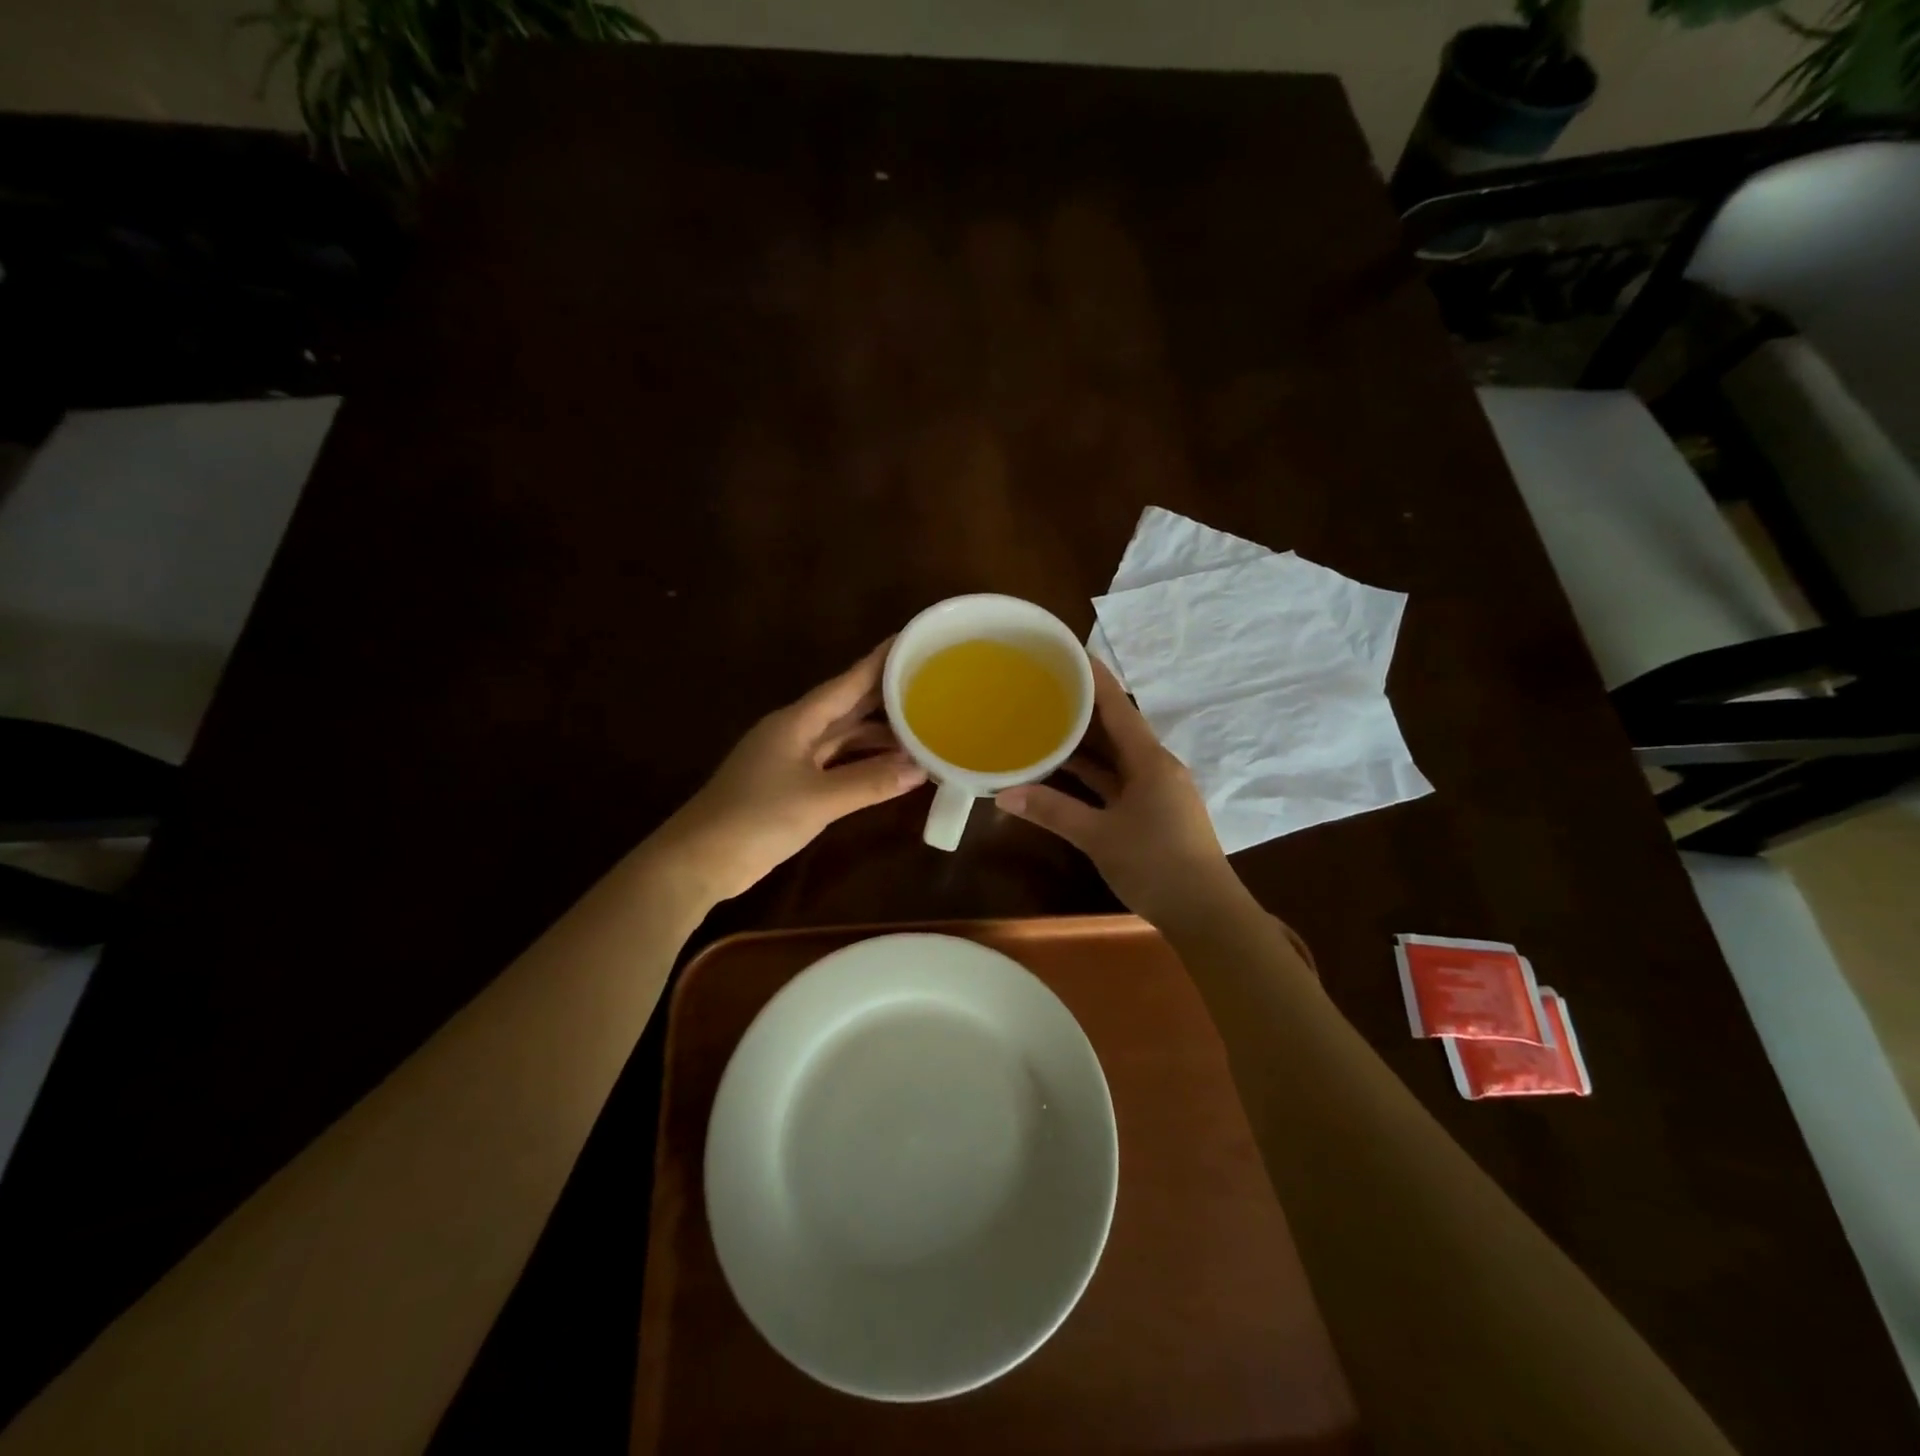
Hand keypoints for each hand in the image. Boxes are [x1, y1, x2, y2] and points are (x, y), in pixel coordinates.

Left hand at [657, 642, 926, 902]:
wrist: (700, 860)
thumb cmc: (755, 818)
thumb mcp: (818, 799)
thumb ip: (870, 782)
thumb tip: (921, 768)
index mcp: (797, 721)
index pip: (847, 683)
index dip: (879, 662)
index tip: (911, 640)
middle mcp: (796, 732)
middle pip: (848, 708)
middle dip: (886, 698)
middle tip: (930, 685)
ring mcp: (791, 760)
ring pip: (844, 738)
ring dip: (879, 737)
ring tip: (922, 732)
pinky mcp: (790, 786)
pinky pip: (836, 764)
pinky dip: (863, 764)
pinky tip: (890, 769)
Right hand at [995, 659, 1242, 928]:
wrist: (1205, 913)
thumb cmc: (1156, 864)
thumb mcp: (1098, 836)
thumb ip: (1052, 811)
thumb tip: (1003, 794)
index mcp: (1150, 760)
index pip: (1118, 706)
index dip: (1094, 678)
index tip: (1069, 653)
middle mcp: (1155, 766)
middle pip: (1115, 727)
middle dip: (1082, 707)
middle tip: (1044, 687)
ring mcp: (1156, 790)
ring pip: (1115, 756)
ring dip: (1084, 743)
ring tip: (1045, 722)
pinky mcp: (1153, 811)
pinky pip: (1117, 780)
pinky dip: (1092, 774)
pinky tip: (1063, 771)